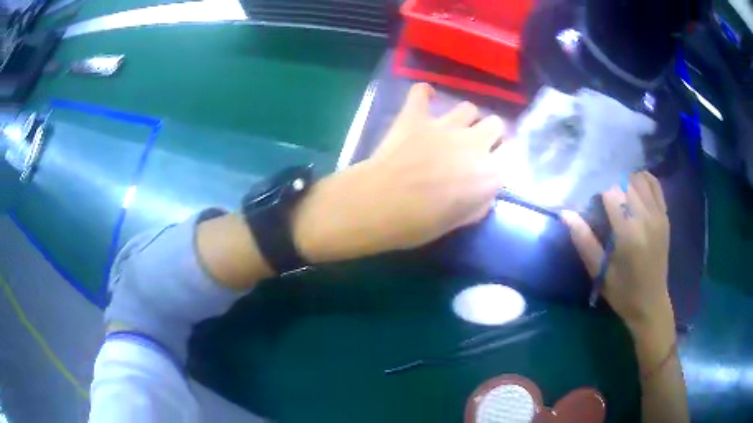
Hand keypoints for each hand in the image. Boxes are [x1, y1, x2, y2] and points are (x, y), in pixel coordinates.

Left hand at [293, 83, 506, 261]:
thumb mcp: (458, 222)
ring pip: (469, 107)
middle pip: (496, 124)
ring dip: (464, 119)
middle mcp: (474, 142)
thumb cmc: (419, 223)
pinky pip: (421, 92)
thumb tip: (484, 193)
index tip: (487, 172)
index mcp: (488, 173)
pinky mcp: (416, 116)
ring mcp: (445, 125)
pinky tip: (424, 100)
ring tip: (451, 130)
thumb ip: (479, 204)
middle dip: (489, 135)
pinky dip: (423, 95)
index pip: (508, 158)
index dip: (497, 163)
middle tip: (473, 148)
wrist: (380, 204)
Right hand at [561, 172, 673, 334]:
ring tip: (618, 194)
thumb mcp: (599, 272)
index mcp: (628, 233)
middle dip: (610, 185)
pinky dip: (643, 179)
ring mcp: (658, 215)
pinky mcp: (665, 216)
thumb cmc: (622, 292)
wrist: (651, 303)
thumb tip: (565, 214)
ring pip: (639, 179)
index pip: (611, 192)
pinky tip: (635, 187)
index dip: (598, 192)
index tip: (592, 204)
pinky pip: (655, 185)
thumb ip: (584, 240)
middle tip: (603, 200)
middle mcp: (646, 218)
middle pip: (625, 182)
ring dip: (625, 180)